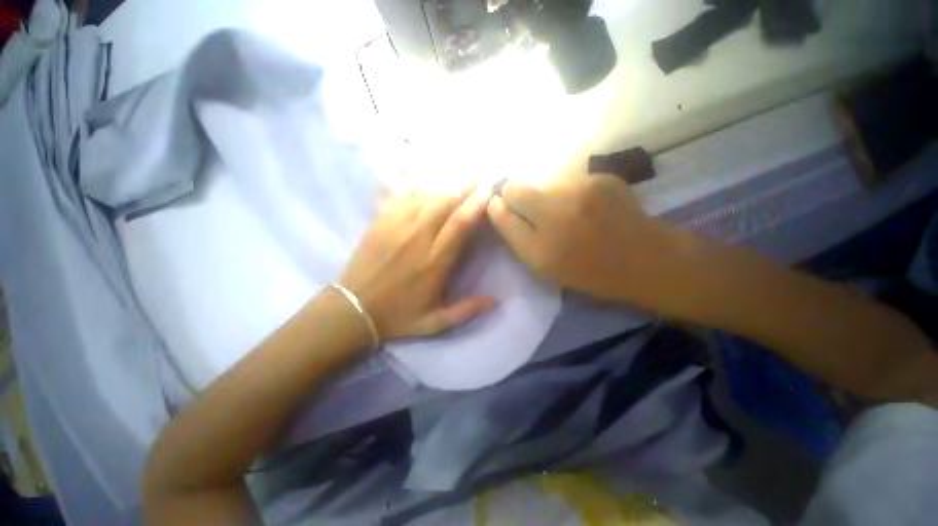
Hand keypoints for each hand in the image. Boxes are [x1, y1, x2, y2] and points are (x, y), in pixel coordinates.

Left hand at [340, 186, 495, 341]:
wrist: (352, 309)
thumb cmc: (398, 315)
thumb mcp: (435, 323)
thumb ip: (466, 311)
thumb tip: (495, 302)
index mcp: (435, 262)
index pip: (460, 224)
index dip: (476, 204)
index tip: (489, 191)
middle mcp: (418, 238)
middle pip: (445, 201)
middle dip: (465, 185)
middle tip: (479, 175)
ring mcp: (396, 226)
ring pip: (425, 194)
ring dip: (445, 181)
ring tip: (460, 173)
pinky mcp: (381, 221)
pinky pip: (401, 194)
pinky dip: (417, 182)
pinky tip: (428, 176)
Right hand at [487, 174, 675, 304]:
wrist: (647, 259)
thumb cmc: (588, 271)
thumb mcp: (544, 267)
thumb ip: (515, 236)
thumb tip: (497, 205)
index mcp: (541, 247)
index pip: (501, 211)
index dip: (500, 208)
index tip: (506, 211)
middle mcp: (557, 213)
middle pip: (515, 187)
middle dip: (517, 197)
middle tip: (534, 212)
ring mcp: (581, 189)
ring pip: (540, 180)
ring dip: (542, 193)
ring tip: (562, 210)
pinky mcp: (601, 176)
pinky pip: (565, 177)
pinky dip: (565, 189)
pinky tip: (582, 204)